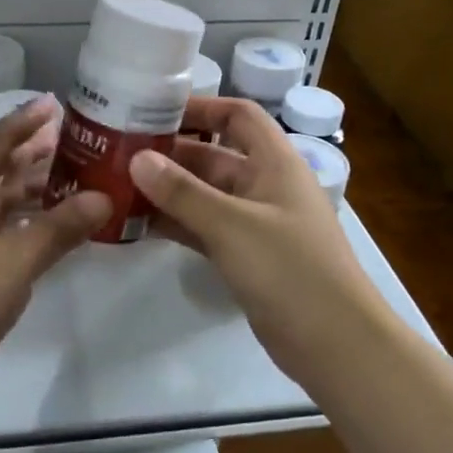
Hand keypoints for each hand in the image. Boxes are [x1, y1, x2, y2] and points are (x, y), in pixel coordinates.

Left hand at [0, 96, 109, 403]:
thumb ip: (60, 228)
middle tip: (76, 142)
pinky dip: (26, 224)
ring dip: (33, 190)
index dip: (25, 121)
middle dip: (34, 154)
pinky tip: (53, 229)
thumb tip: (103, 197)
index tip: (56, 103)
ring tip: (75, 181)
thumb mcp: (14, 261)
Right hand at [130, 98, 382, 388]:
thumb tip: (137, 158)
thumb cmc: (290, 269)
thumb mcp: (232, 225)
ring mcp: (255, 223)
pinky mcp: (245, 256)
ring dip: (168, 191)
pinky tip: (139, 224)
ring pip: (204, 195)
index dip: (200, 107)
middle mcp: (265, 185)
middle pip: (213, 156)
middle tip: (118, 154)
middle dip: (170, 154)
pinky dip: (177, 223)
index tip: (153, 111)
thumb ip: (183, 192)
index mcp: (275, 162)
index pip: (237, 115)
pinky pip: (204, 228)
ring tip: (118, 187)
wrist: (335, 344)